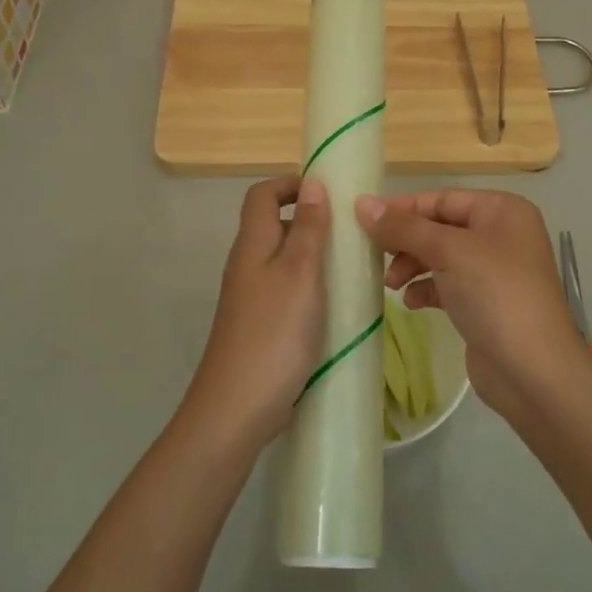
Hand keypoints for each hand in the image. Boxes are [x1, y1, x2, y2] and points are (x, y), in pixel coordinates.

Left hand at [184, 176, 330, 446]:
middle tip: (353, 234)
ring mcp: (252, 298)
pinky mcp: (261, 325)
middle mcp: (247, 265)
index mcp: (252, 244)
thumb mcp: (300, 274)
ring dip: (316, 258)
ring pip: (284, 261)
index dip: (291, 184)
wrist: (237, 408)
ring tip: (354, 270)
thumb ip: (308, 229)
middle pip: (275, 226)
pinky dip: (312, 289)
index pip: (262, 194)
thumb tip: (312, 183)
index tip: (330, 193)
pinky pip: (288, 291)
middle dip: (313, 222)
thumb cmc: (273, 333)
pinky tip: (337, 307)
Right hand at [355, 189, 590, 418]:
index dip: (403, 209)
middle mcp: (501, 234)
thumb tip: (361, 202)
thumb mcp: (447, 252)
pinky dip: (426, 289)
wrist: (533, 370)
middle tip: (376, 258)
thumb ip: (403, 227)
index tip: (365, 223)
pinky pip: (447, 284)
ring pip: (441, 257)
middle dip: (406, 242)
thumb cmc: (495, 294)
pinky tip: (411, 304)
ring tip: (391, 285)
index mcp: (502, 210)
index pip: (442, 199)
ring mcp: (495, 271)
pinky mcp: (486, 303)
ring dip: (412, 266)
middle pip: (439, 227)